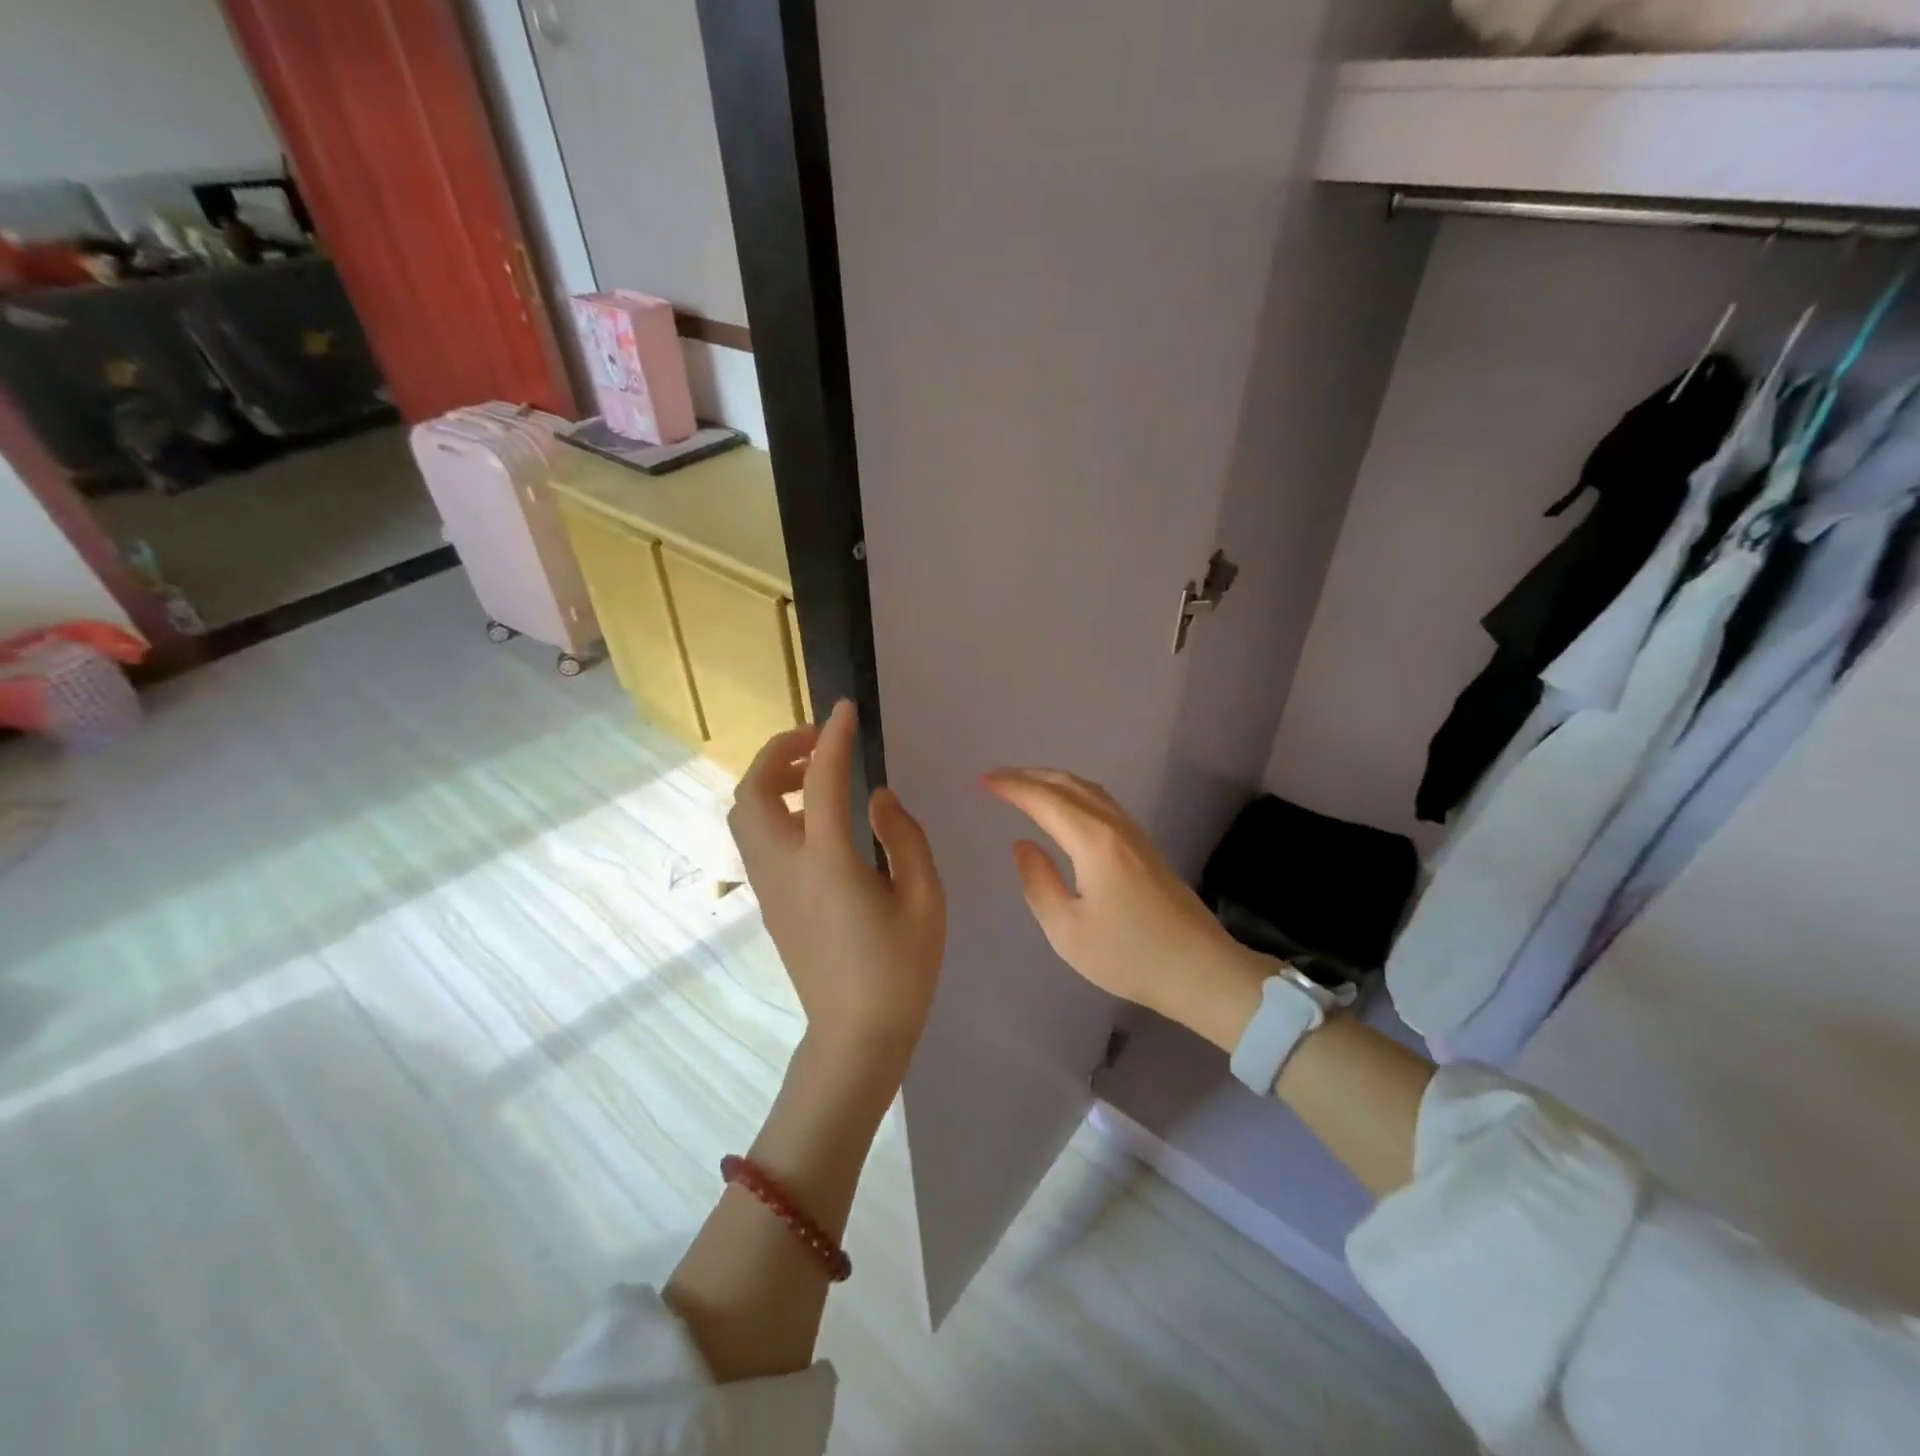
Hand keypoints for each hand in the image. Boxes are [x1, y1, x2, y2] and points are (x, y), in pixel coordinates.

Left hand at [730, 701, 945, 1067]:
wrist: (855, 1035)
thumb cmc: (899, 969)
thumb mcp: (924, 899)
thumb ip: (903, 837)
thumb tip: (876, 797)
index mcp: (828, 862)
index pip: (819, 781)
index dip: (831, 738)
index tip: (845, 709)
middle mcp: (785, 866)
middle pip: (752, 791)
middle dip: (778, 751)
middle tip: (819, 740)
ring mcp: (768, 885)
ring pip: (743, 813)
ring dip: (769, 778)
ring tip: (813, 772)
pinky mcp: (768, 900)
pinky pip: (753, 836)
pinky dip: (769, 805)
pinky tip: (809, 814)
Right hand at [983, 768, 1267, 1051]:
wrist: (1201, 970)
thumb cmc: (1129, 956)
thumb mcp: (1068, 931)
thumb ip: (1038, 883)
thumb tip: (1022, 845)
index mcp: (1094, 842)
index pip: (1045, 800)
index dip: (1012, 787)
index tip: (982, 782)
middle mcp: (1115, 826)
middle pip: (1068, 784)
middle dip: (1029, 776)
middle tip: (997, 779)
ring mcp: (1135, 833)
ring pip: (1089, 790)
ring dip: (1053, 781)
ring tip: (1025, 786)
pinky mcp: (1145, 846)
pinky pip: (1102, 802)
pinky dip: (1074, 793)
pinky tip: (1066, 808)